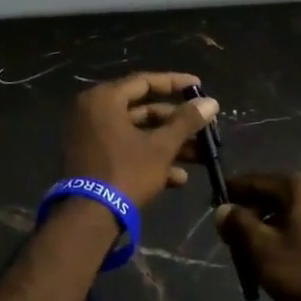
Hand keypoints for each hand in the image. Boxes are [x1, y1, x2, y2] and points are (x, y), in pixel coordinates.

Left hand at [60, 72, 217, 208]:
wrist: (89, 218)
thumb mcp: (161, 147)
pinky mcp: (92, 161)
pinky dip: (149, 160)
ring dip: (169, 145)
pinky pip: (125, 151)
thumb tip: (211, 102)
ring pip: (137, 134)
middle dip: (176, 124)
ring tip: (200, 157)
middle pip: (142, 110)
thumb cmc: (126, 173)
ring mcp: (90, 138)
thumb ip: (186, 122)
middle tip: (203, 128)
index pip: (145, 81)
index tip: (199, 87)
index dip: (175, 83)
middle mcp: (92, 113)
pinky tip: (178, 179)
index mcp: (104, 100)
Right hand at [215, 173, 300, 300]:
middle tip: (230, 239)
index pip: (255, 181)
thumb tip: (223, 209)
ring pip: (289, 214)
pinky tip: (276, 260)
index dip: (231, 193)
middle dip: (249, 215)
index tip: (211, 206)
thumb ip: (238, 224)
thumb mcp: (262, 249)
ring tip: (249, 254)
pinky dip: (287, 238)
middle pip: (273, 196)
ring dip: (267, 229)